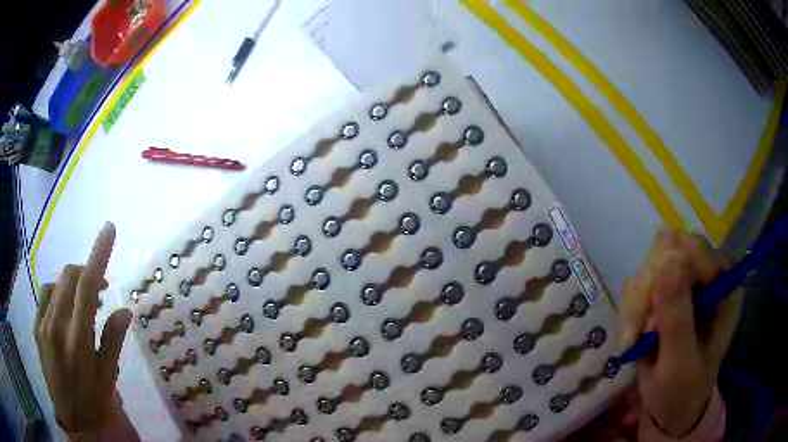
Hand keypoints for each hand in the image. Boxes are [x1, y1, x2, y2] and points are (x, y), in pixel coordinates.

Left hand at [34, 222, 131, 433]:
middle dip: (86, 271)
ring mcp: (43, 324)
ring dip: (72, 283)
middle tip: (100, 288)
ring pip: (57, 283)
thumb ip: (113, 340)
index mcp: (78, 339)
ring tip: (83, 303)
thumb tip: (125, 310)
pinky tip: (65, 310)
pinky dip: (58, 293)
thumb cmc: (93, 402)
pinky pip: (46, 295)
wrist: (71, 420)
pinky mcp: (36, 327)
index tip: (108, 229)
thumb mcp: (108, 378)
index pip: (87, 286)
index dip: (98, 255)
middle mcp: (57, 325)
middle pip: (69, 277)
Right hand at [621, 230, 742, 436]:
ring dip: (637, 302)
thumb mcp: (678, 362)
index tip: (649, 322)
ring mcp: (689, 278)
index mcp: (724, 285)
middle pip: (670, 249)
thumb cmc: (680, 391)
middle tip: (638, 331)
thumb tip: (667, 256)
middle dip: (648, 291)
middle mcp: (709, 273)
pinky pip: (643, 278)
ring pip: (652, 263)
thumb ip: (676, 314)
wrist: (670, 408)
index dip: (667, 278)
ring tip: (635, 338)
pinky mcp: (670, 288)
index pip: (694, 251)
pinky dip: (632, 306)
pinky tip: (635, 332)